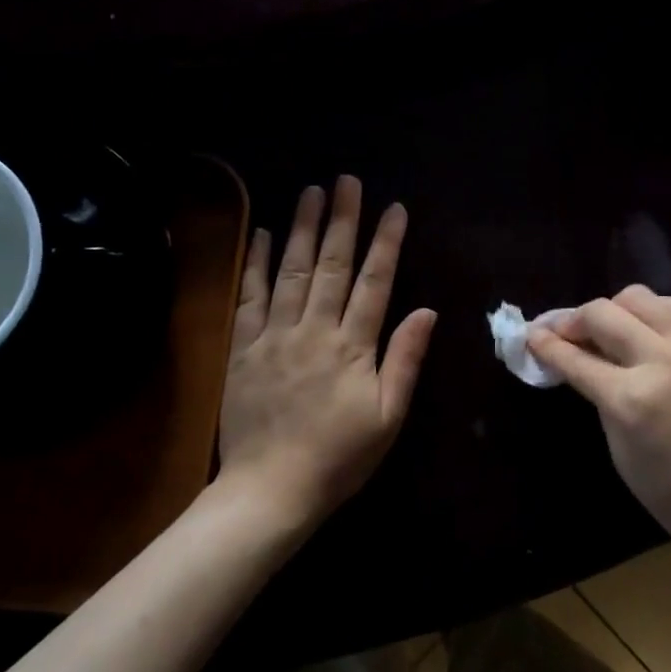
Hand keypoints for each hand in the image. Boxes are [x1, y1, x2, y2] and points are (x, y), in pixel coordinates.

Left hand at [217, 176, 437, 529]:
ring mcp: (274, 335)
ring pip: (291, 271)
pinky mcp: (243, 348)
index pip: (374, 282)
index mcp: (353, 346)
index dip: (386, 243)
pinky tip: (262, 233)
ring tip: (310, 191)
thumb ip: (405, 360)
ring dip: (301, 228)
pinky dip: (256, 263)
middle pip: (331, 265)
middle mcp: (314, 330)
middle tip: (346, 181)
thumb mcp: (388, 417)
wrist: (270, 490)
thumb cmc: (339, 457)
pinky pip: (249, 297)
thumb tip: (427, 311)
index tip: (394, 208)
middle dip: (342, 220)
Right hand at [527, 286, 670, 565]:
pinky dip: (650, 310)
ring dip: (611, 308)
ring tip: (604, 329)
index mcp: (631, 400)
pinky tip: (643, 326)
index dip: (546, 345)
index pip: (575, 358)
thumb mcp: (622, 453)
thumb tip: (583, 364)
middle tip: (560, 334)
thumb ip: (601, 400)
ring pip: (638, 297)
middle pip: (602, 314)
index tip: (529, 336)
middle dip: (571, 320)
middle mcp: (660, 361)